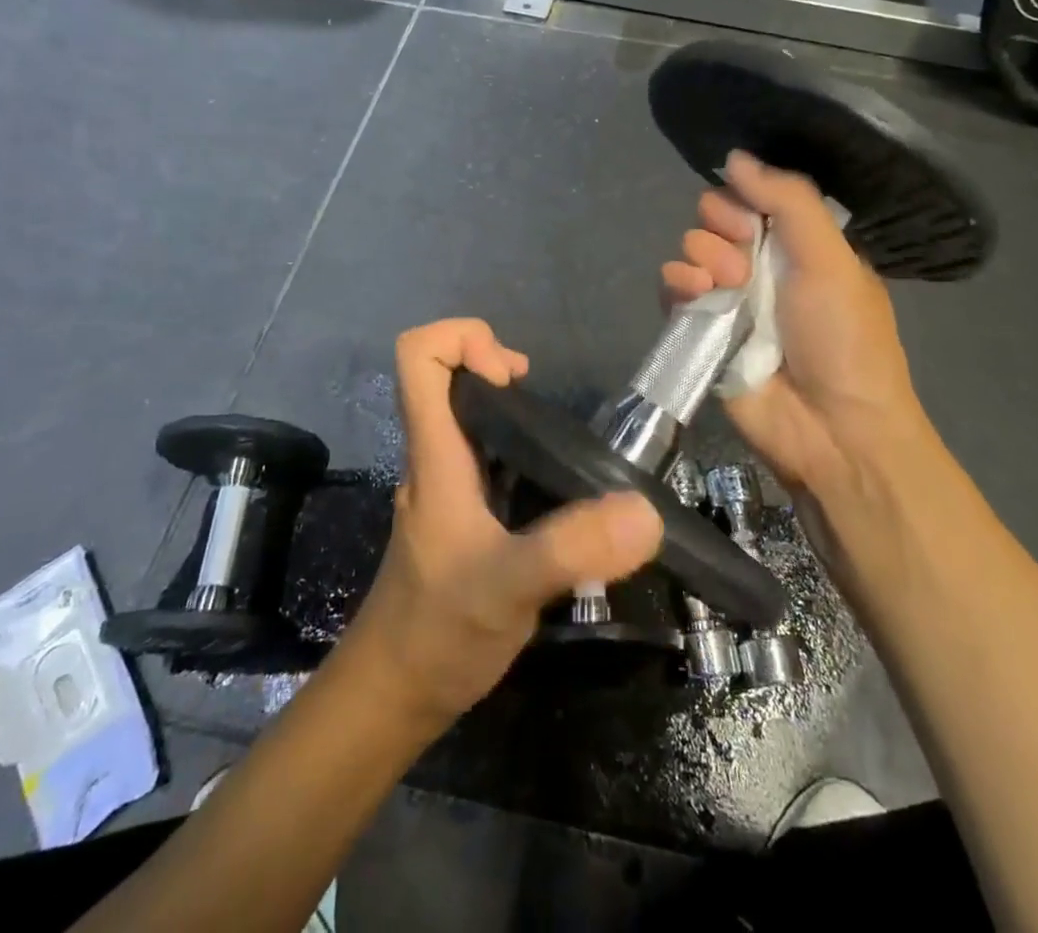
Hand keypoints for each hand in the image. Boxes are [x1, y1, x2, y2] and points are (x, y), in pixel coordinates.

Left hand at [342, 319, 663, 727]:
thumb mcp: (507, 589)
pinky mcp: (463, 513)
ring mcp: (447, 485)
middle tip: (542, 405)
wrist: (393, 698)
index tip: (512, 376)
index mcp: (435, 455)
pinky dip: (519, 447)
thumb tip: (645, 512)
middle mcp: (436, 458)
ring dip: (510, 407)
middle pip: (445, 375)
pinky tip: (556, 487)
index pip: (418, 357)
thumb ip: (572, 548)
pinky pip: (486, 453)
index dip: (463, 339)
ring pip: (468, 414)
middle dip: (494, 365)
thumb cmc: (436, 635)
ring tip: (559, 444)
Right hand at [659, 151, 935, 505]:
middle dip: (721, 229)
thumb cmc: (842, 338)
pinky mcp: (700, 333)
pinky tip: (693, 294)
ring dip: (701, 258)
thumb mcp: (830, 258)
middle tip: (742, 260)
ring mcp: (729, 301)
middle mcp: (762, 268)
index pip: (754, 199)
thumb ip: (788, 200)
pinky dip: (676, 285)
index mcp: (800, 247)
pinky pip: (672, 291)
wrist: (832, 429)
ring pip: (691, 252)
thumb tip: (735, 156)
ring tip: (725, 286)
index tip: (747, 212)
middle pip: (716, 221)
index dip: (742, 197)